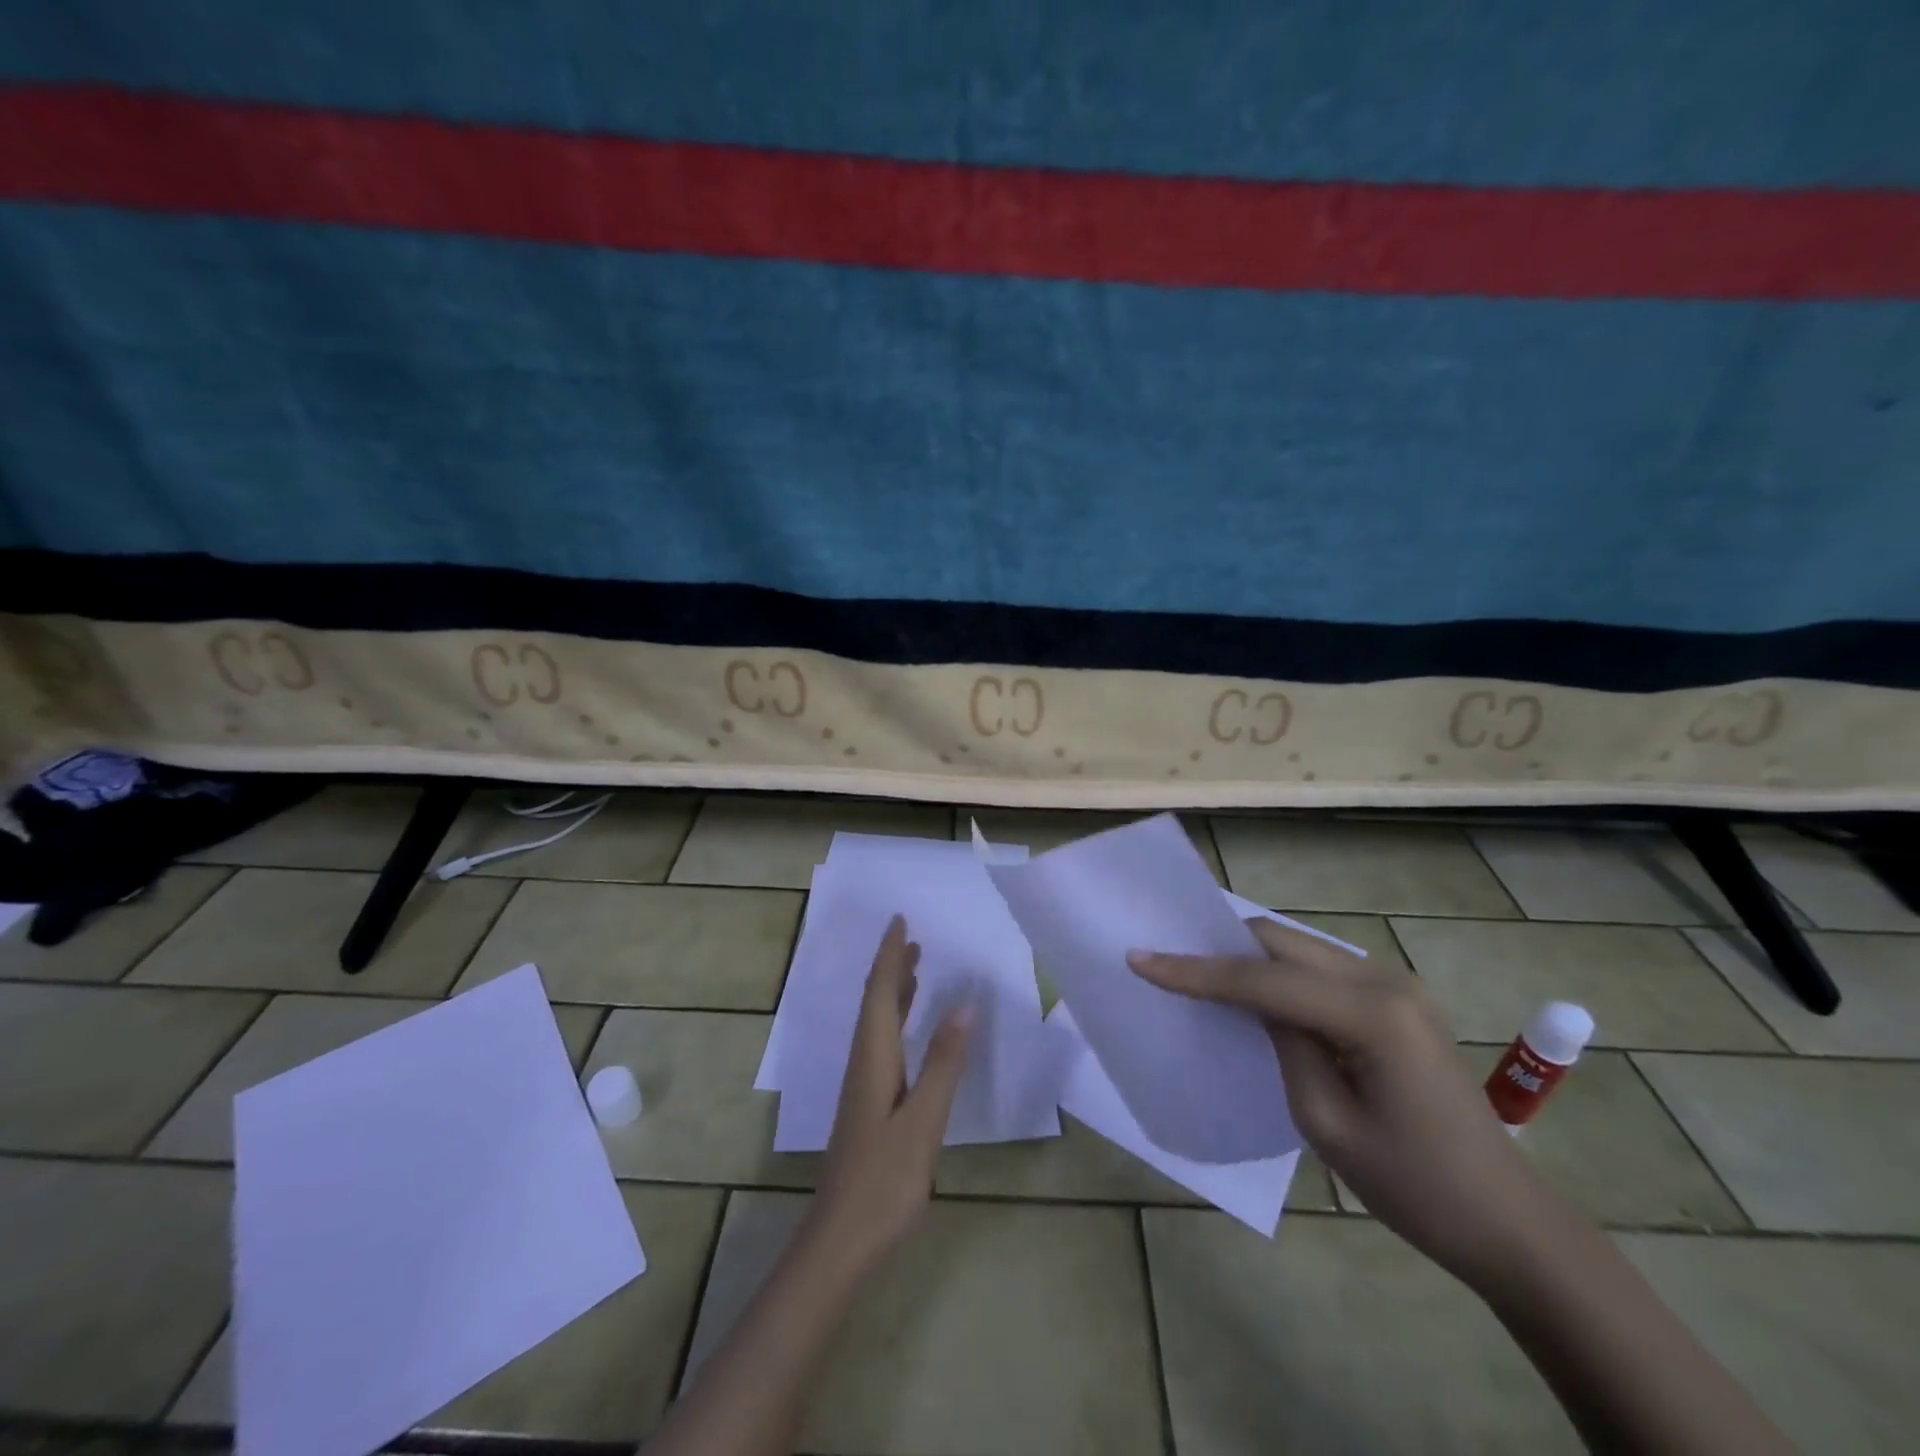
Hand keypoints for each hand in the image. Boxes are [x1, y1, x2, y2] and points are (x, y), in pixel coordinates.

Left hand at [804, 915, 972, 1275]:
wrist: (840, 1239)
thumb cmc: (885, 1180)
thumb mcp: (924, 1120)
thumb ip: (944, 1063)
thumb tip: (964, 1006)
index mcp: (874, 1058)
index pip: (881, 993)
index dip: (891, 956)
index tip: (900, 922)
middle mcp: (863, 1062)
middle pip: (875, 1001)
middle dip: (892, 966)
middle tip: (913, 937)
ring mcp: (863, 1085)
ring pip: (877, 1023)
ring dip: (895, 991)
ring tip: (916, 968)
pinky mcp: (868, 1104)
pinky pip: (883, 1043)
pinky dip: (897, 1021)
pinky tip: (909, 1032)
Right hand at [1129, 919, 1559, 1289]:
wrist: (1508, 1224)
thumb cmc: (1415, 1188)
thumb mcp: (1325, 1121)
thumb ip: (1282, 1044)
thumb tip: (1251, 1002)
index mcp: (1372, 1013)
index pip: (1263, 979)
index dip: (1197, 970)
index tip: (1141, 959)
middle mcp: (1385, 979)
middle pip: (1281, 941)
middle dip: (1220, 947)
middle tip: (1166, 958)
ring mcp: (1396, 984)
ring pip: (1298, 948)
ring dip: (1248, 957)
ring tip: (1197, 971)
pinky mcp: (1396, 1000)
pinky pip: (1320, 969)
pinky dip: (1278, 974)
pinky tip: (1253, 992)